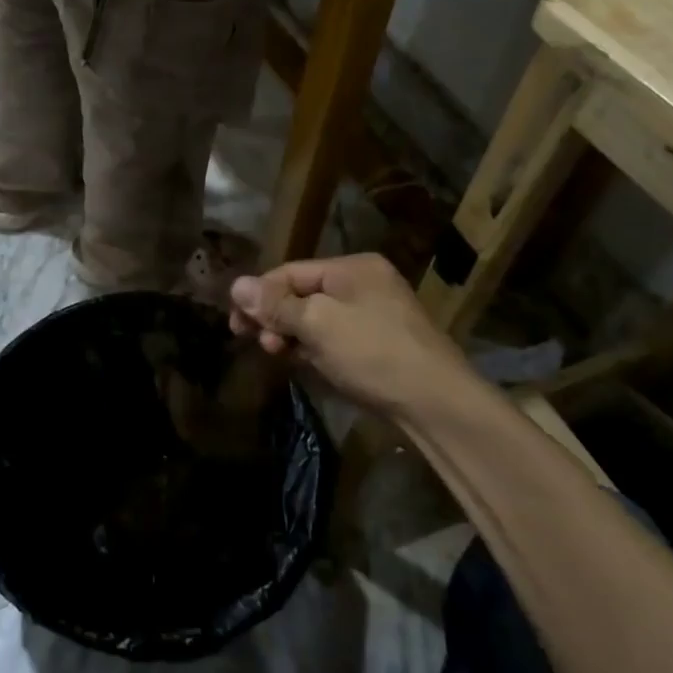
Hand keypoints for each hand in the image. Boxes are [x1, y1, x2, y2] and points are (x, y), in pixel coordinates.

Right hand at [228, 254, 466, 421]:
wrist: (436, 404)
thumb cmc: (373, 353)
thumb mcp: (318, 324)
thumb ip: (276, 305)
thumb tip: (236, 285)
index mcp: (352, 268)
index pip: (290, 272)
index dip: (259, 295)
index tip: (236, 323)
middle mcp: (363, 284)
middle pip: (302, 294)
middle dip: (274, 317)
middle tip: (254, 342)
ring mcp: (372, 315)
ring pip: (315, 318)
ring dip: (291, 335)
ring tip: (277, 355)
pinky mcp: (377, 344)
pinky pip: (332, 337)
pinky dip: (313, 348)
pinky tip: (302, 363)